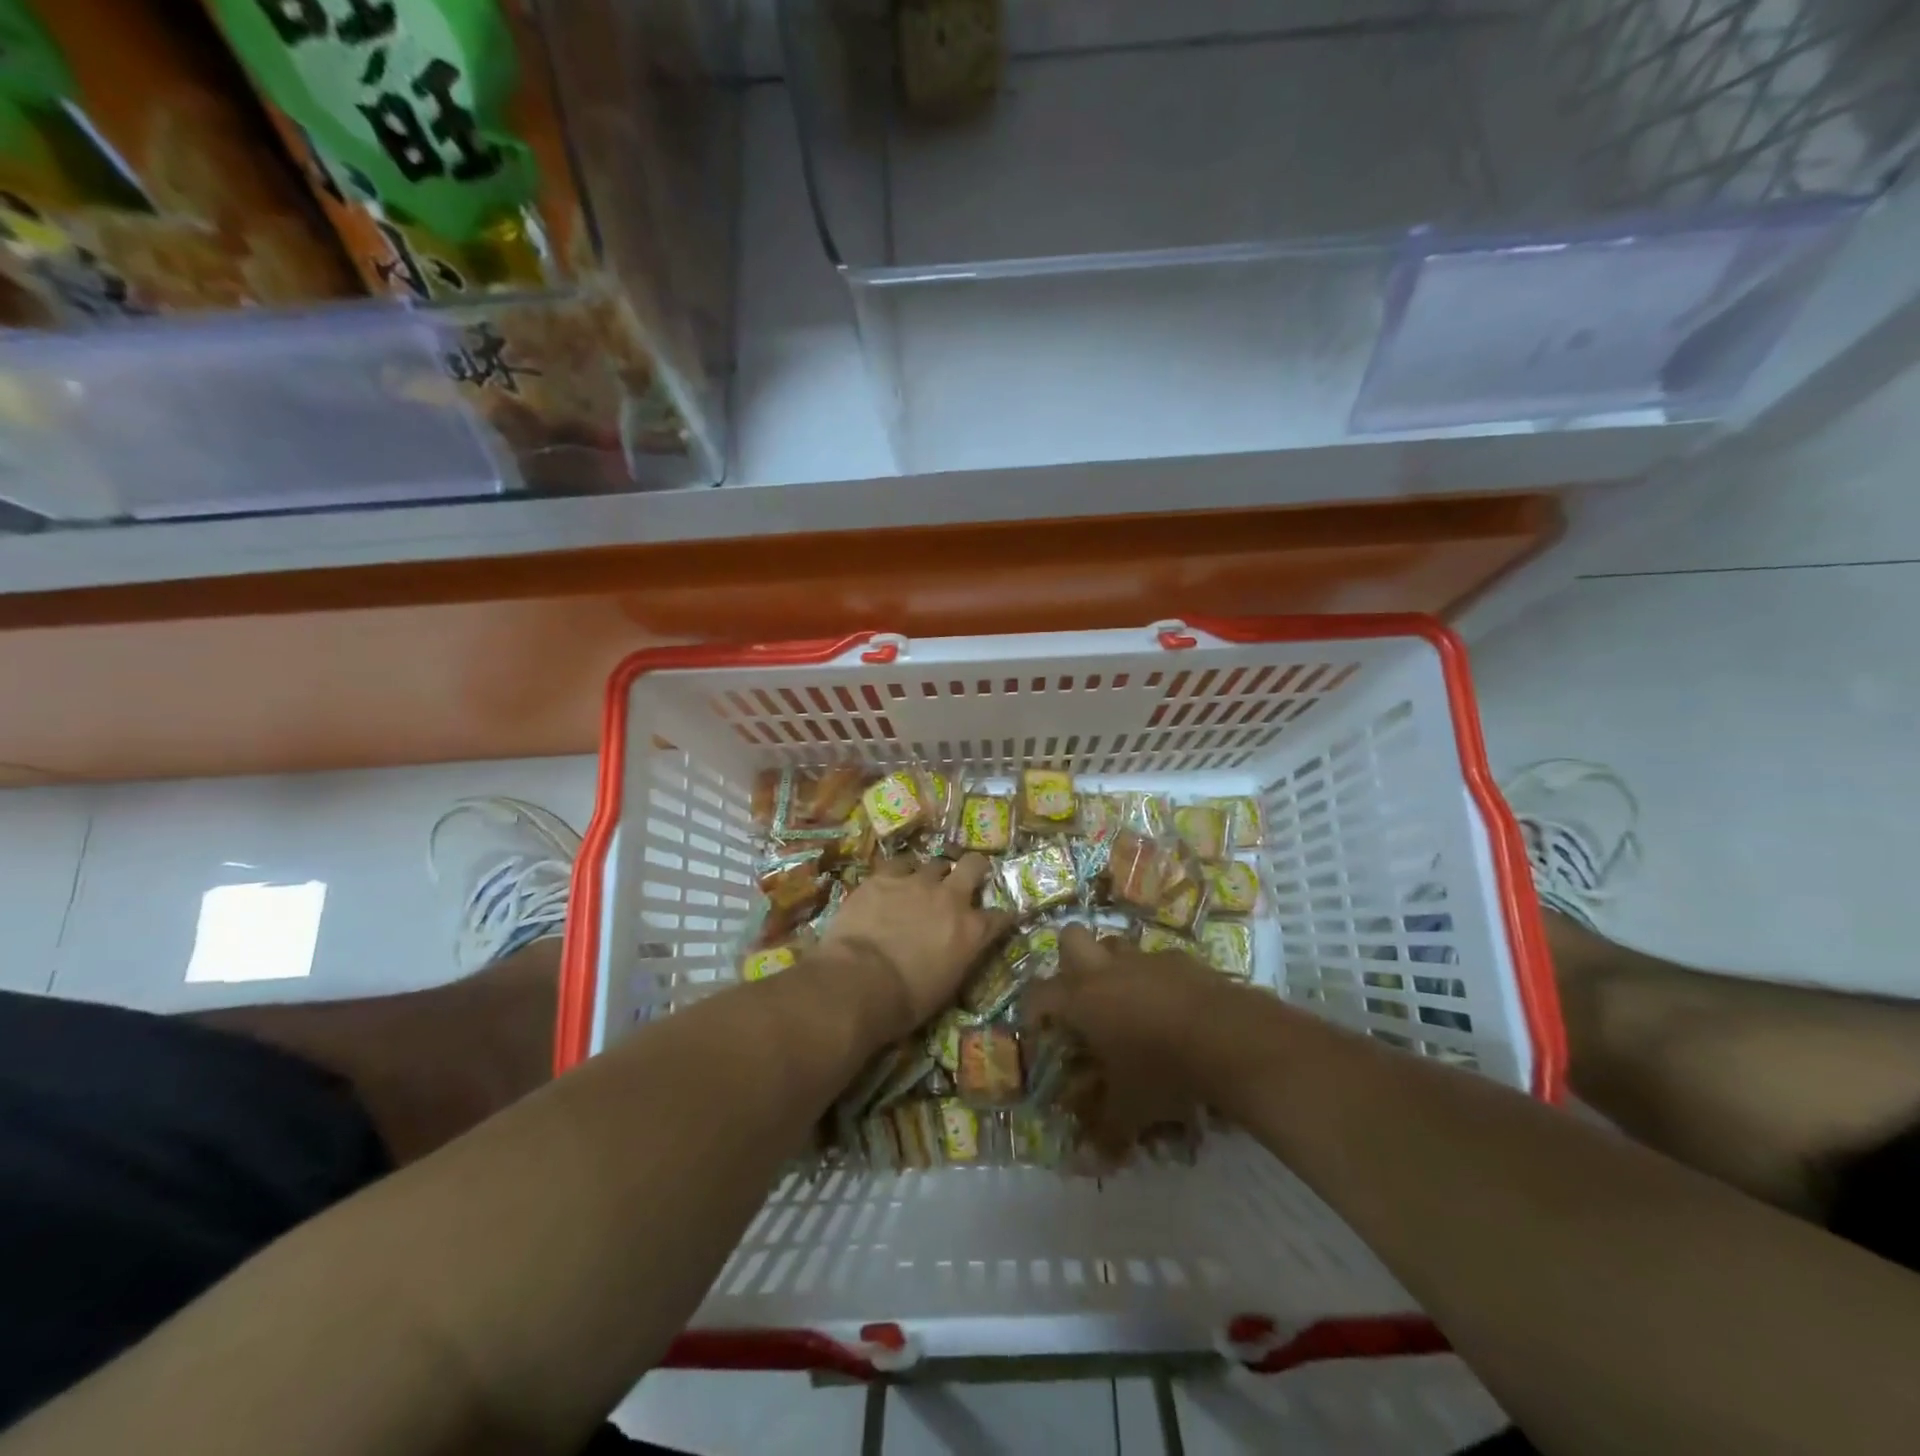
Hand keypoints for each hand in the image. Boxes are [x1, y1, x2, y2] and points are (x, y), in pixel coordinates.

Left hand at [820, 854, 1012, 1028]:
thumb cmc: (906, 1000)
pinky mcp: (884, 877)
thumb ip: (959, 959)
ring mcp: (917, 882)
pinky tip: (893, 881)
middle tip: (966, 878)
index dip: (1001, 917)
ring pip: (935, 863)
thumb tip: (957, 953)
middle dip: (974, 869)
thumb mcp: (947, 987)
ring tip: (923, 884)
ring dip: (933, 874)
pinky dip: (900, 872)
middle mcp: (951, 898)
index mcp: (972, 931)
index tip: (998, 920)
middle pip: (974, 866)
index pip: (1001, 917)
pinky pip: (899, 864)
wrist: (859, 981)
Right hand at [1023, 926, 1231, 1161]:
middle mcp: (1107, 970)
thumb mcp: (1131, 1110)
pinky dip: (1157, 978)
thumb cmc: (1164, 1072)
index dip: (1032, 1011)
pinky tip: (1172, 1008)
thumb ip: (1105, 1130)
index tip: (1039, 1032)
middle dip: (1069, 960)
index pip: (1038, 994)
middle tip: (1080, 996)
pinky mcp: (1183, 959)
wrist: (1231, 1039)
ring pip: (1116, 944)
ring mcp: (1146, 959)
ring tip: (1126, 1001)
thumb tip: (1086, 1162)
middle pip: (1071, 938)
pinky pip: (1158, 960)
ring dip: (1113, 966)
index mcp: (1082, 1000)